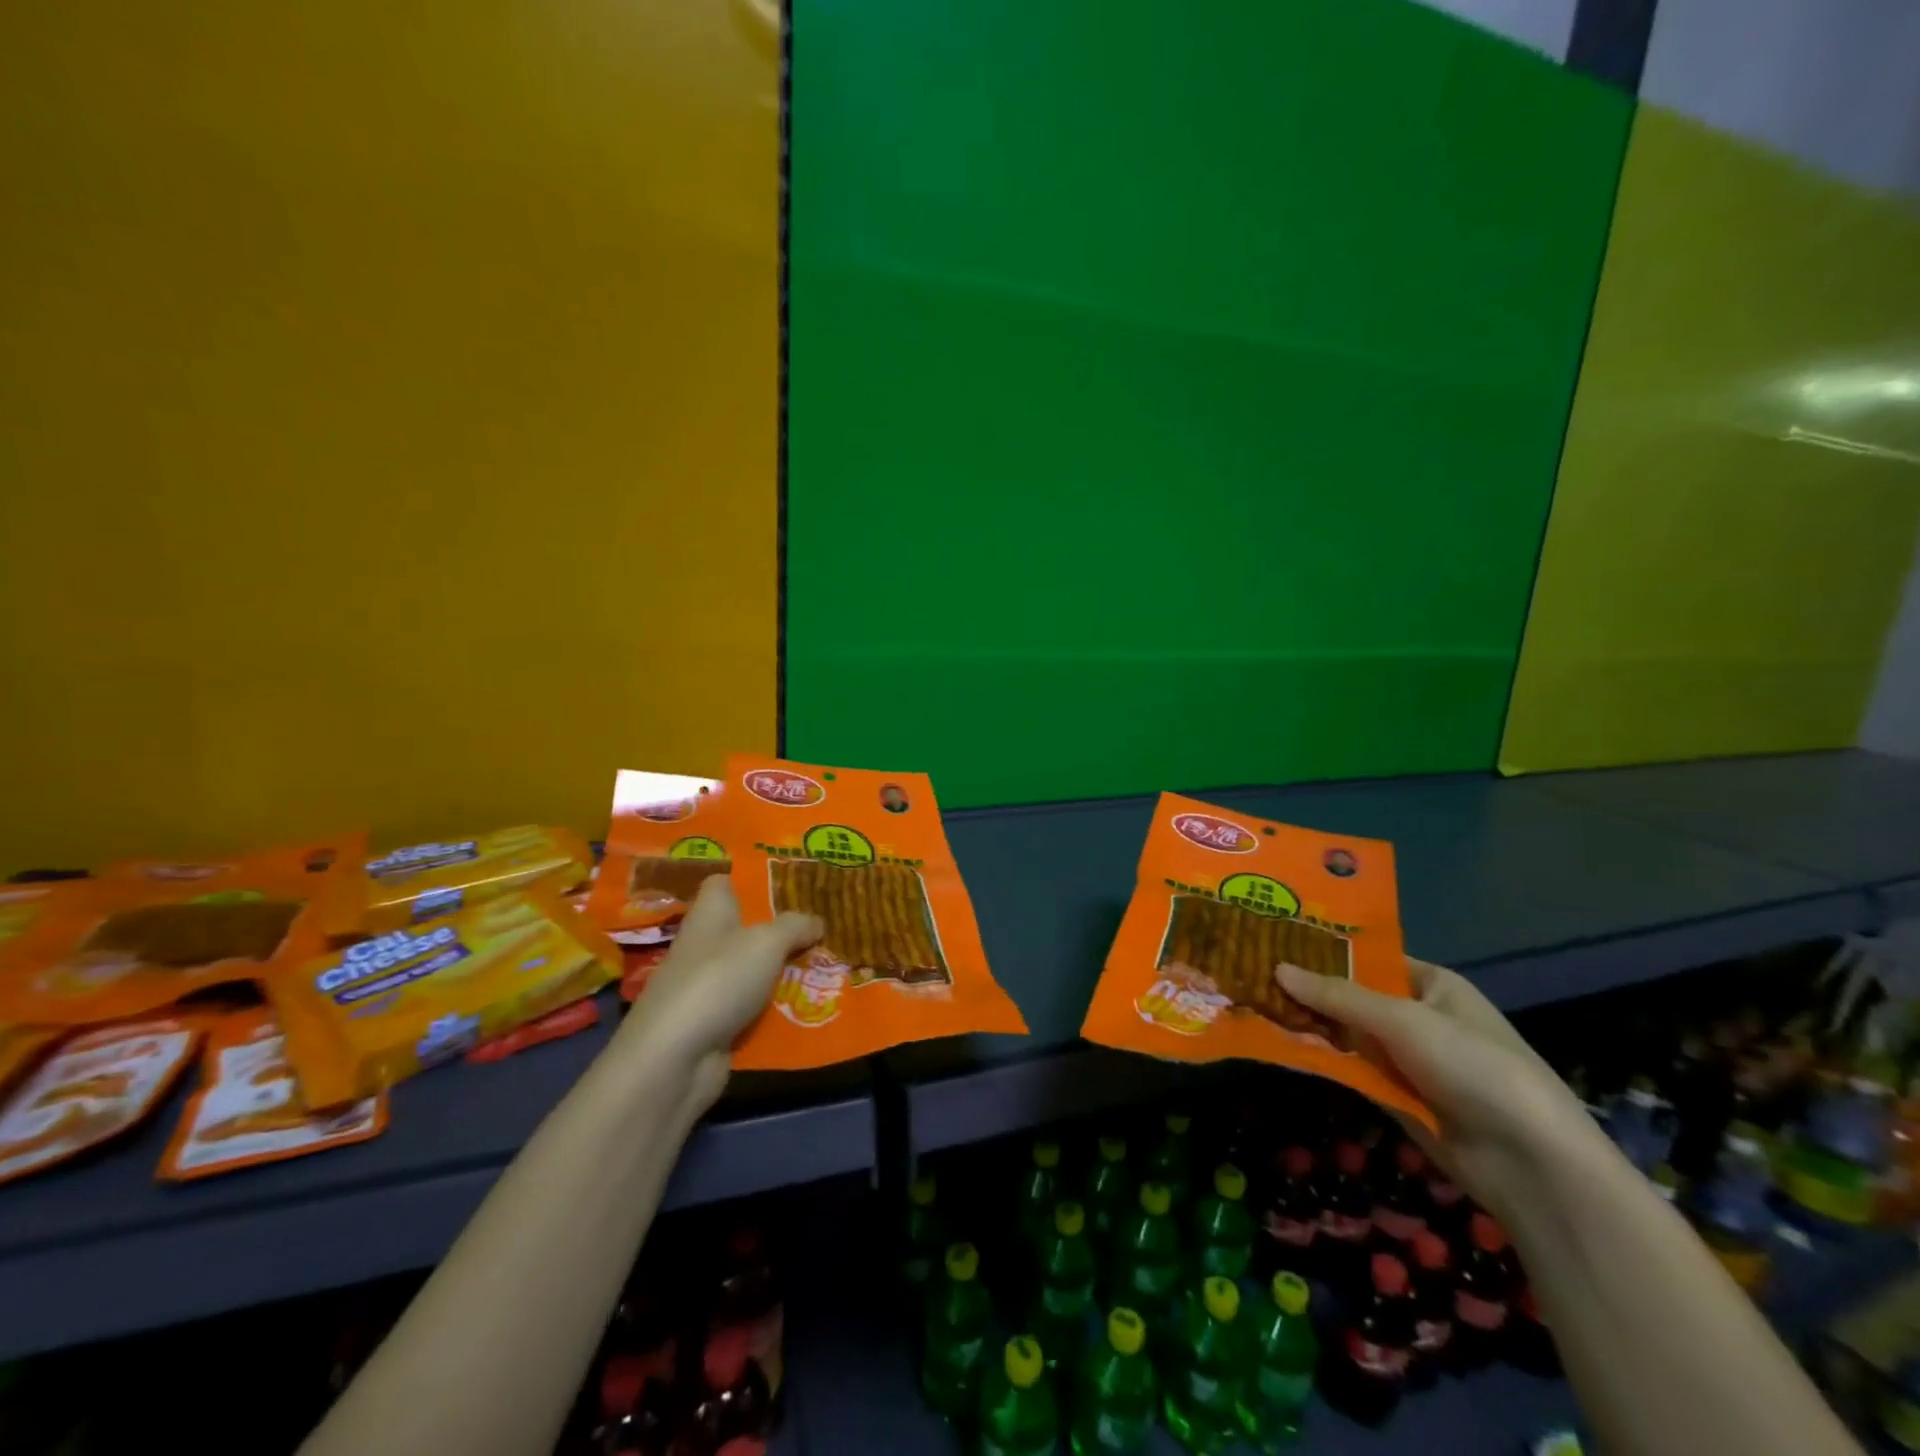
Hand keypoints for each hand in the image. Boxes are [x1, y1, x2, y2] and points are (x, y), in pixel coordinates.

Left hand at [617, 877, 821, 1107]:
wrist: (675, 1059)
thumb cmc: (718, 980)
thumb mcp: (767, 942)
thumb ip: (795, 926)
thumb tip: (816, 921)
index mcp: (711, 914)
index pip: (724, 883)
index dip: (752, 879)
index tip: (789, 882)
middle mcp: (706, 945)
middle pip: (747, 928)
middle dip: (784, 928)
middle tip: (826, 923)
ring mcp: (709, 987)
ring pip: (756, 970)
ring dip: (786, 970)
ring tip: (831, 963)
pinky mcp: (716, 1024)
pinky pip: (755, 1007)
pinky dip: (779, 1008)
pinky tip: (812, 1004)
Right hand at [1278, 957, 1595, 1219]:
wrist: (1530, 1163)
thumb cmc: (1473, 1066)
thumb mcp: (1403, 1020)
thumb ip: (1338, 996)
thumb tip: (1277, 968)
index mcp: (1432, 984)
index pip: (1369, 957)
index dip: (1325, 950)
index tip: (1275, 941)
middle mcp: (1419, 1016)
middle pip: (1353, 996)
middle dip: (1309, 990)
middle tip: (1251, 972)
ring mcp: (1408, 1059)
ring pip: (1347, 1034)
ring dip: (1310, 1025)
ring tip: (1253, 1004)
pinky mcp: (1398, 1097)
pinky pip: (1352, 1069)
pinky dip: (1323, 1059)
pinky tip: (1280, 1045)